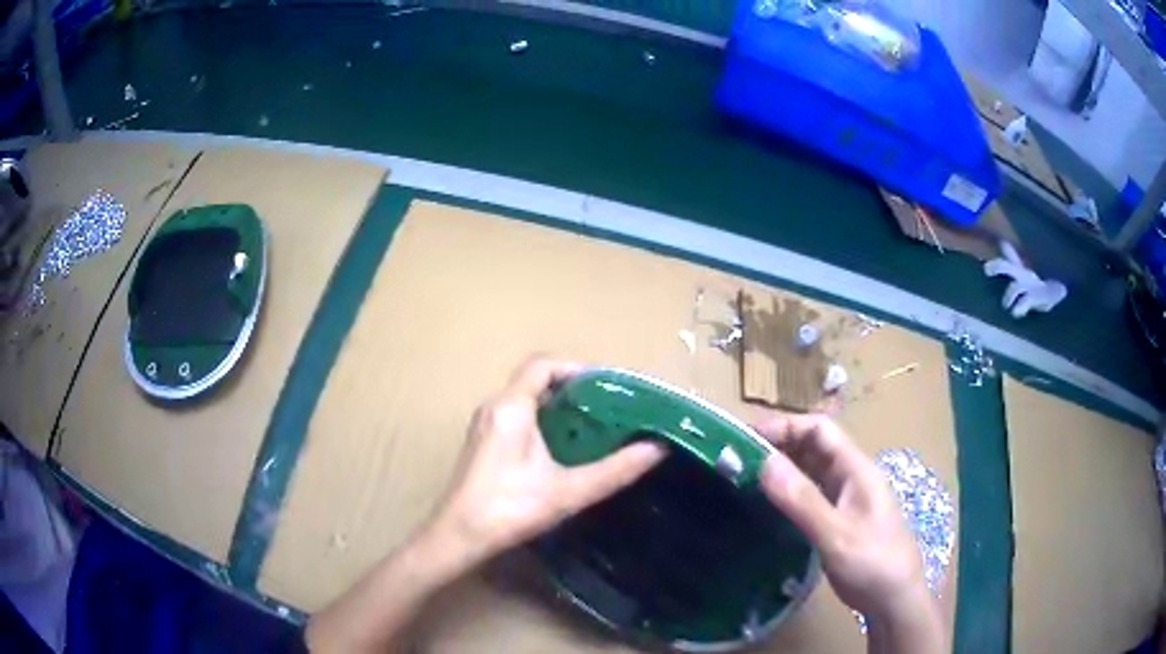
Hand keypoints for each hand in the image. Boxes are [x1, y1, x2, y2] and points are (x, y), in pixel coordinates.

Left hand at [427, 356, 666, 568]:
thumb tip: (657, 449)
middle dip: (574, 390)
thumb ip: (615, 469)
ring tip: (594, 427)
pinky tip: (564, 449)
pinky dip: (544, 422)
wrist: (459, 536)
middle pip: (536, 380)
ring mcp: (485, 425)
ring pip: (526, 400)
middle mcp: (494, 407)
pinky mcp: (483, 442)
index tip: (609, 388)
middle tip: (609, 410)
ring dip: (559, 408)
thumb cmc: (510, 509)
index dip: (577, 369)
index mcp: (510, 407)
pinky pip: (517, 417)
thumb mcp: (568, 491)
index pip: (543, 365)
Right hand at [753, 413, 931, 621]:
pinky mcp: (839, 519)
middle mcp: (852, 476)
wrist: (894, 600)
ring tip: (744, 476)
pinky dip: (788, 491)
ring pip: (811, 470)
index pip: (820, 429)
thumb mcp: (836, 535)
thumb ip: (802, 500)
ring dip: (781, 467)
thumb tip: (764, 462)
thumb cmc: (872, 564)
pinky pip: (810, 494)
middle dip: (779, 445)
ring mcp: (846, 498)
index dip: (785, 426)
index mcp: (857, 469)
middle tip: (737, 458)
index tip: (746, 438)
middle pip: (814, 446)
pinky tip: (767, 503)